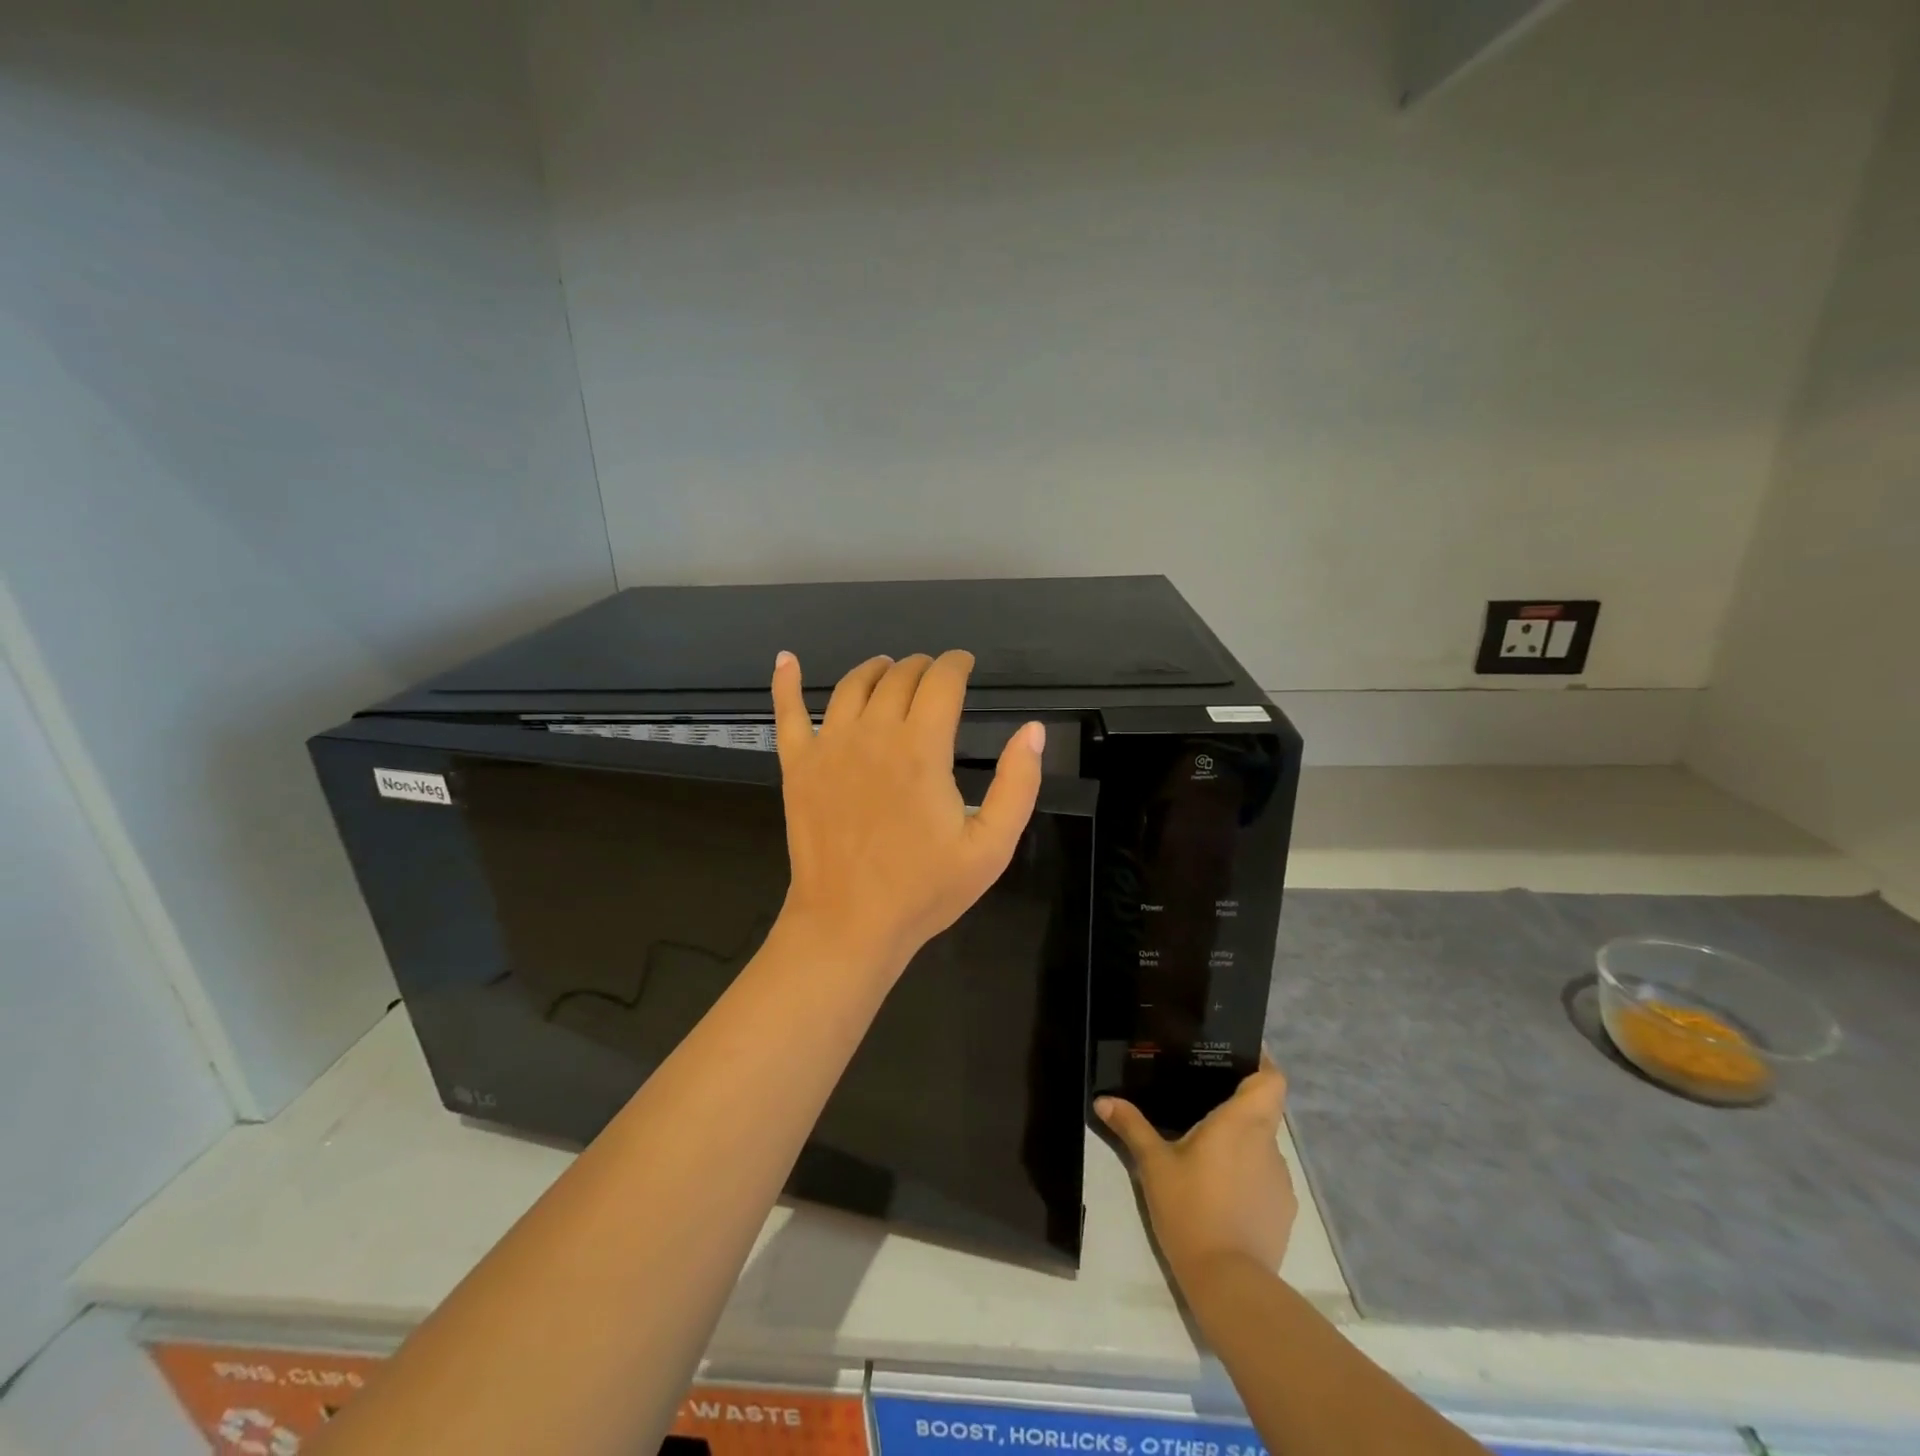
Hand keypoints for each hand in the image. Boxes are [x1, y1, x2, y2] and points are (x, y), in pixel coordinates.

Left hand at [770, 650, 1044, 976]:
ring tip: (888, 669)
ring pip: (852, 685)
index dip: (957, 665)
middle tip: (935, 676)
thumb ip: (1018, 785)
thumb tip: (1032, 730)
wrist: (849, 924)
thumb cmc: (924, 889)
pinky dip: (786, 682)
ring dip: (876, 669)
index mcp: (921, 749)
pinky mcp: (797, 766)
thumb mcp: (991, 847)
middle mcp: (873, 734)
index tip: (965, 665)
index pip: (942, 682)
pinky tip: (786, 659)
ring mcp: (829, 747)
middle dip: (922, 667)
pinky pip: (788, 713)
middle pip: (899, 677)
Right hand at [1095, 1055, 1296, 1292]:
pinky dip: (1248, 1174)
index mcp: (1241, 1122)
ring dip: (1242, 1140)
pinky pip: (1266, 1176)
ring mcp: (1280, 1179)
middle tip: (1205, 1095)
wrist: (1229, 1283)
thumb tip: (1103, 1099)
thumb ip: (1132, 1127)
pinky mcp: (1283, 1210)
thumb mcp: (1154, 1165)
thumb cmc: (1191, 1209)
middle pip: (1265, 1108)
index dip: (1262, 1062)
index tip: (1239, 1053)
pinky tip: (1221, 1190)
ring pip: (1263, 1143)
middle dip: (1239, 1100)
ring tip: (1208, 1148)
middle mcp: (1267, 1144)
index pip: (1272, 1079)